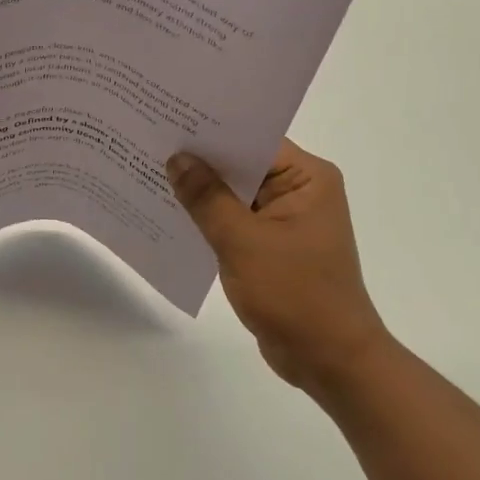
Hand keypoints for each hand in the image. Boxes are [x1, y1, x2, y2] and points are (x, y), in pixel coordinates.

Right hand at [167, 140, 390, 395]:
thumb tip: (177, 159)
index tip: (169, 119)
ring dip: (201, 191)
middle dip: (200, 160)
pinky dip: (209, 218)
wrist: (329, 361)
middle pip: (243, 165)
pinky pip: (236, 221)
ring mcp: (286, 219)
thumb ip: (207, 198)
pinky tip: (171, 213)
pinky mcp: (273, 246)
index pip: (254, 140)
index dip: (212, 131)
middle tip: (150, 142)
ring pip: (236, 194)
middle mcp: (300, 190)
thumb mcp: (243, 242)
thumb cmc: (294, 294)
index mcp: (307, 178)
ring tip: (150, 172)